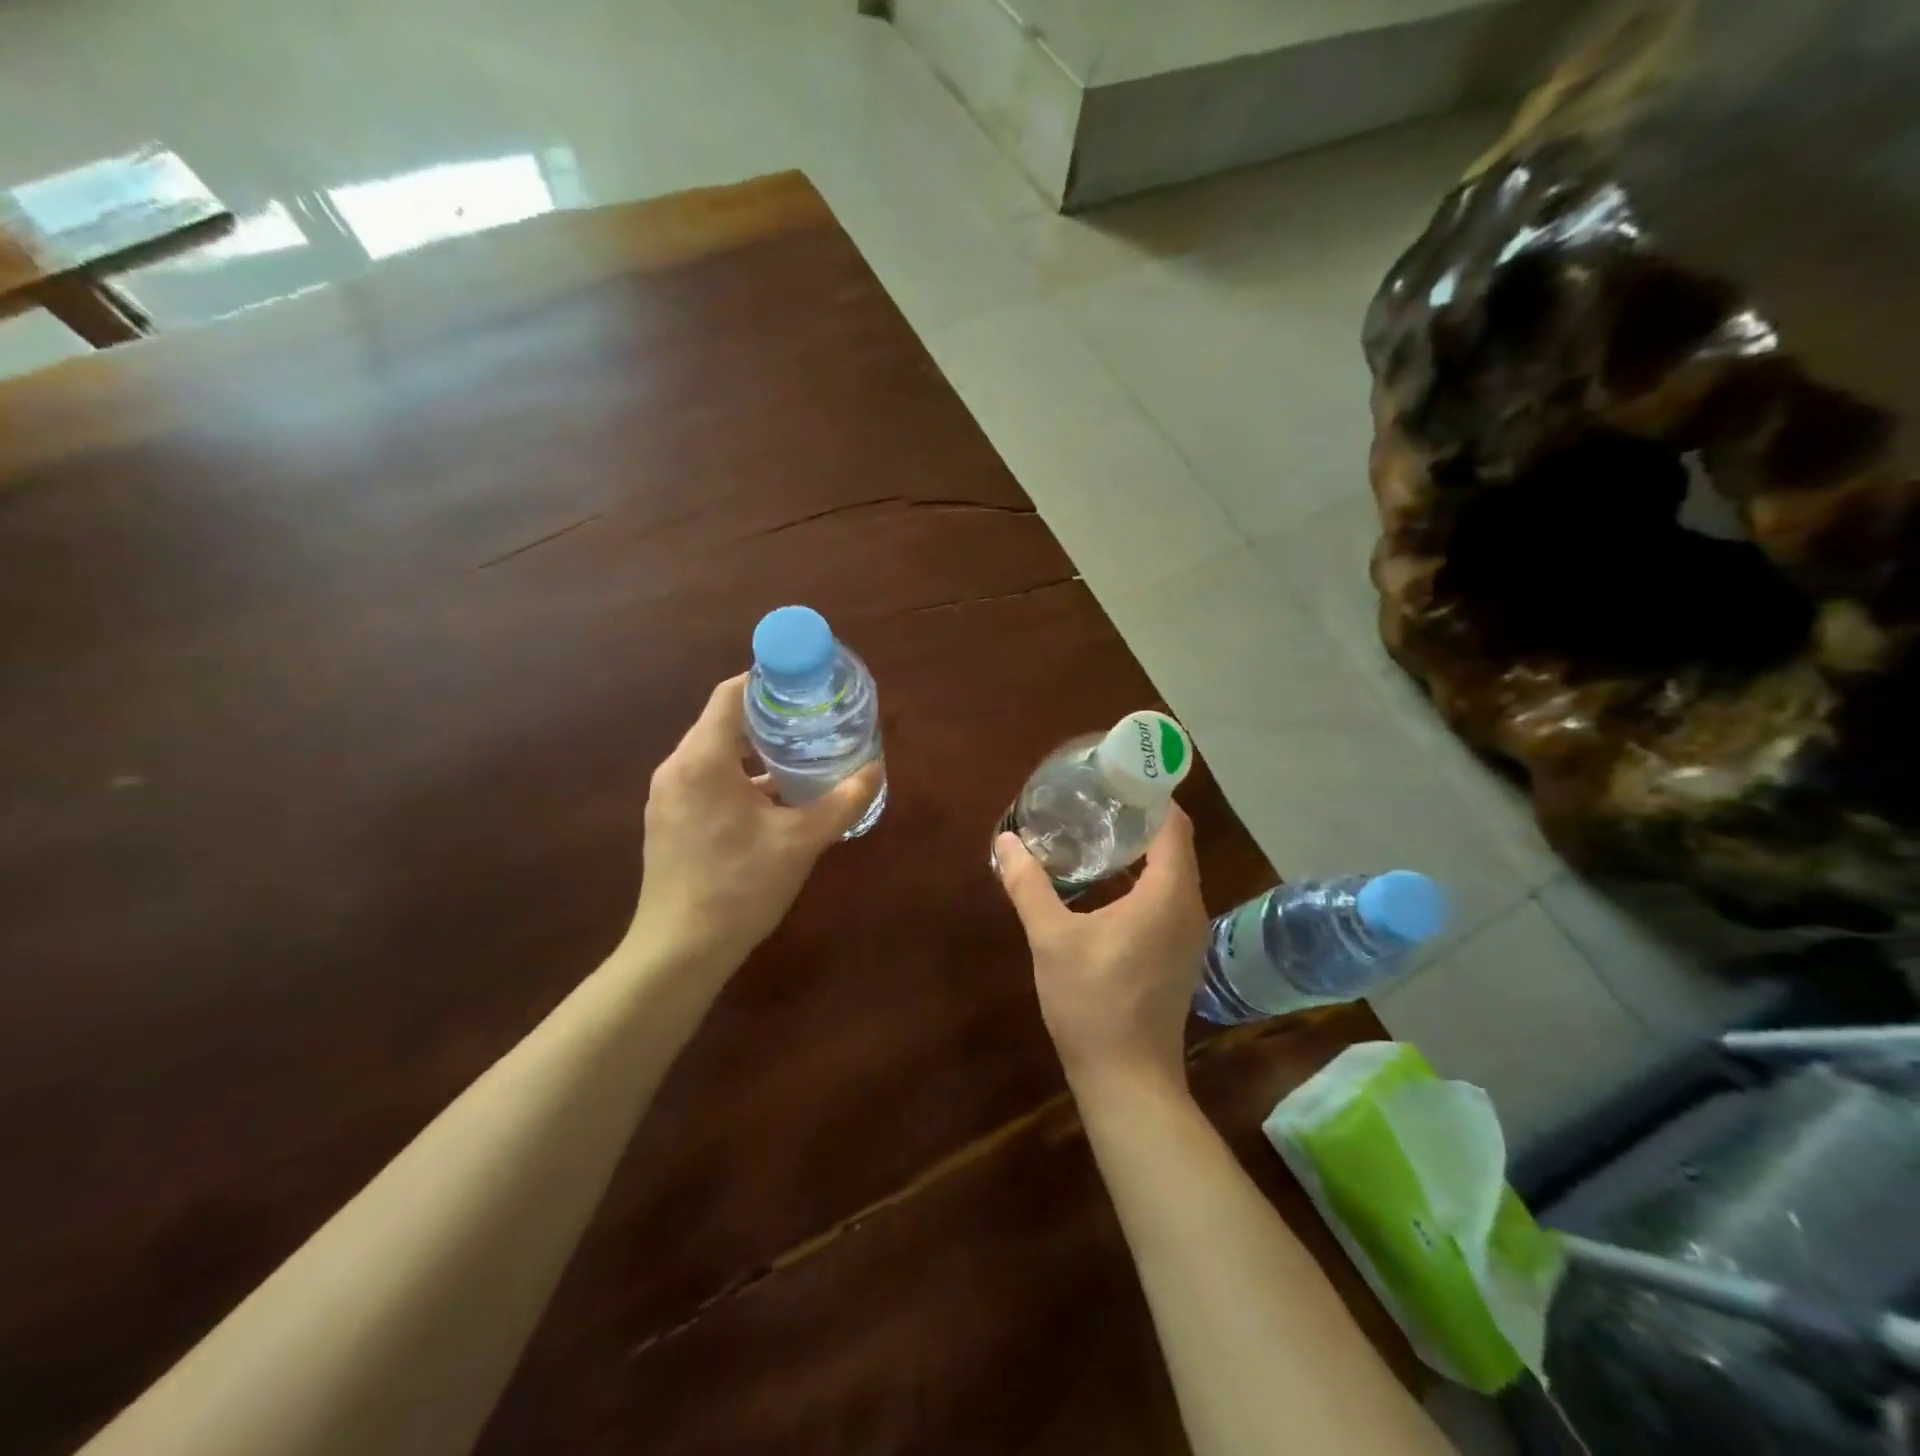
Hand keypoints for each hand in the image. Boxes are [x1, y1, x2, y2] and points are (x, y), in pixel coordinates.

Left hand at [631, 674, 882, 968]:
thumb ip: (841, 803)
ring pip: (714, 755)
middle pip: (723, 723)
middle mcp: (677, 768)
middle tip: (813, 722)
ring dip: (754, 753)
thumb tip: (875, 770)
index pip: (731, 695)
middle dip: (769, 719)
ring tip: (800, 757)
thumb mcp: (800, 842)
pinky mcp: (668, 822)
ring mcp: (668, 797)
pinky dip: (738, 778)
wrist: (679, 952)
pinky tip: (773, 801)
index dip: (767, 681)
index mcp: (702, 760)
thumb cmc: (739, 887)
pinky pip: (705, 781)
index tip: (805, 685)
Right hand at [994, 805, 1209, 1092]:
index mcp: (1168, 895)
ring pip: (1171, 874)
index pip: (1173, 825)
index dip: (1149, 796)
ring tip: (1094, 835)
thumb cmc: (1092, 1003)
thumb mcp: (1051, 939)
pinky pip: (1167, 899)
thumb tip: (1005, 842)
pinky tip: (1104, 886)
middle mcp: (1189, 908)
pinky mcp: (1179, 955)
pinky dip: (1142, 880)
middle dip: (1137, 820)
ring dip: (1139, 852)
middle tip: (1094, 802)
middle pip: (1173, 845)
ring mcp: (1188, 935)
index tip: (1113, 779)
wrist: (1128, 1080)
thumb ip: (1028, 886)